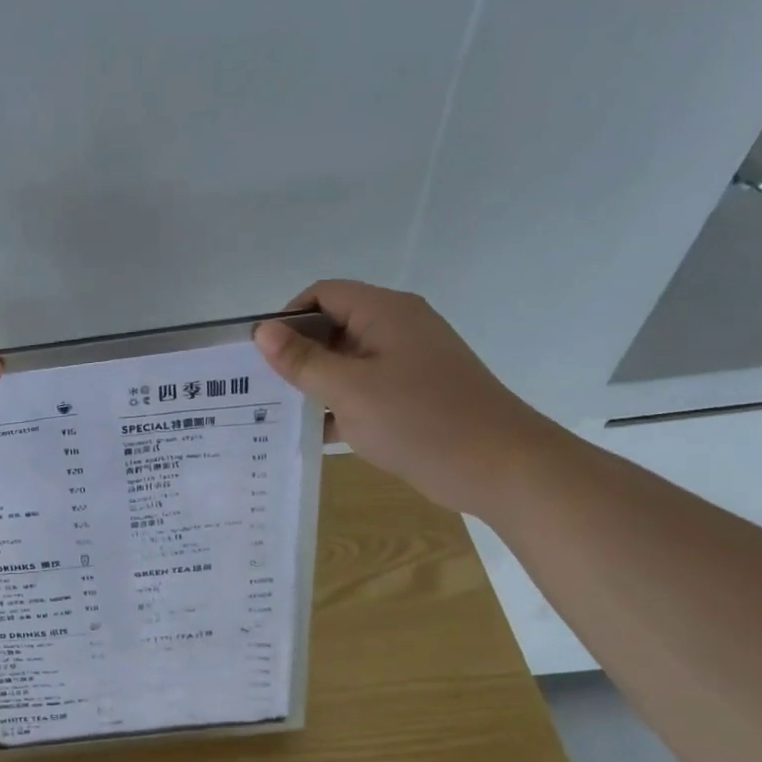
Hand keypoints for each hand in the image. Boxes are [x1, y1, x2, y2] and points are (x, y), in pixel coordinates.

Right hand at [254, 281, 561, 517]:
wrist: (501, 467)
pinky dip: (338, 406)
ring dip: (315, 384)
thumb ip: (302, 360)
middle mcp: (397, 329)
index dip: (287, 317)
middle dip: (296, 355)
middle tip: (259, 388)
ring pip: (347, 363)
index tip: (260, 355)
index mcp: (385, 312)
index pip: (322, 294)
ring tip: (275, 413)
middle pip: (333, 327)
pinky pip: (364, 390)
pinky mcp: (414, 396)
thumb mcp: (349, 390)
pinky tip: (311, 434)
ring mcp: (408, 364)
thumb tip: (262, 330)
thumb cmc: (420, 420)